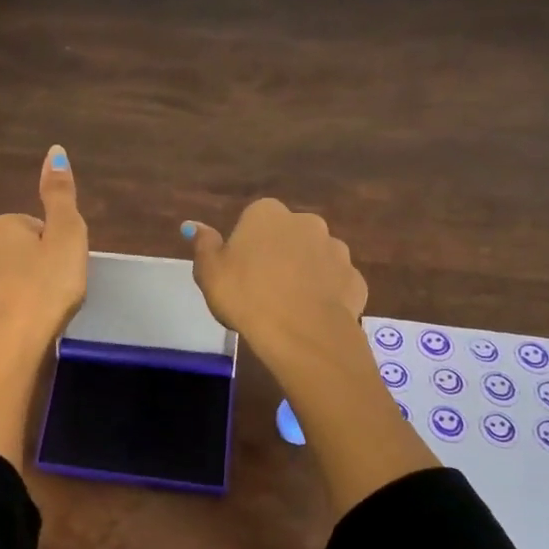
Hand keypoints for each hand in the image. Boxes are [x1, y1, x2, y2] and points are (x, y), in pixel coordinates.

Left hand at [0, 146, 88, 466]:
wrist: (7, 354)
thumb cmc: (45, 290)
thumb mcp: (67, 237)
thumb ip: (60, 195)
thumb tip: (55, 150)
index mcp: (0, 229)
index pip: (31, 228)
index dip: (52, 247)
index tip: (65, 270)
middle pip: (10, 255)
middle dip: (30, 269)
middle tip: (55, 294)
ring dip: (12, 296)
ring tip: (36, 319)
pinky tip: (16, 338)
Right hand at [182, 199, 366, 372]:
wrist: (302, 334)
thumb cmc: (246, 296)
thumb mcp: (209, 272)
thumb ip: (204, 244)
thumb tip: (193, 225)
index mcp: (267, 213)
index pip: (253, 219)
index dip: (246, 245)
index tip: (238, 271)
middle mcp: (307, 222)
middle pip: (288, 235)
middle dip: (279, 254)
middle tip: (262, 288)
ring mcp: (336, 249)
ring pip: (315, 258)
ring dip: (305, 273)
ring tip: (289, 306)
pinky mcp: (355, 279)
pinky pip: (335, 283)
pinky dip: (326, 295)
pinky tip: (312, 316)